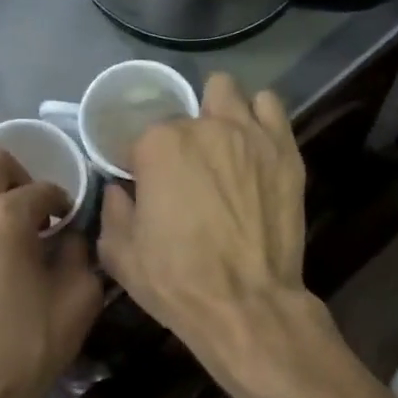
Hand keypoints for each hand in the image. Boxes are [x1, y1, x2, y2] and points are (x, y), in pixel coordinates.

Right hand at [98, 74, 313, 368]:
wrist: (246, 304)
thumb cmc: (177, 281)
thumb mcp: (121, 255)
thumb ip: (113, 212)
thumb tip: (119, 191)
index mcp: (160, 146)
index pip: (141, 137)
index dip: (142, 165)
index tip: (147, 188)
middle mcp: (205, 127)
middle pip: (186, 113)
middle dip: (182, 137)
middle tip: (187, 170)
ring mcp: (250, 135)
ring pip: (228, 92)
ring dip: (219, 111)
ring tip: (222, 144)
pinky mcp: (285, 151)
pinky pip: (271, 108)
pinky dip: (258, 117)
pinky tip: (253, 143)